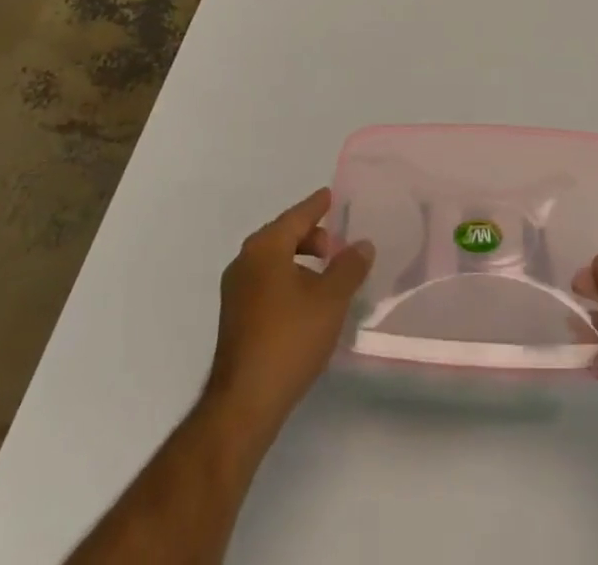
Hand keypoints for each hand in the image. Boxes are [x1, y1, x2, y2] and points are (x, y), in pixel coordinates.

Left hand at [205, 188, 373, 434]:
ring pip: (274, 262)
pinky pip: (266, 284)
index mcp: (265, 248)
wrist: (245, 402)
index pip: (296, 216)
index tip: (330, 195)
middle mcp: (245, 261)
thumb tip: (362, 244)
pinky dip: (287, 282)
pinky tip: (306, 304)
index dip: (316, 206)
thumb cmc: (290, 339)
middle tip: (336, 247)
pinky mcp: (235, 318)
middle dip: (311, 238)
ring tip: (326, 278)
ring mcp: (236, 291)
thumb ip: (349, 267)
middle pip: (283, 236)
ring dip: (300, 263)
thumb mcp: (330, 300)